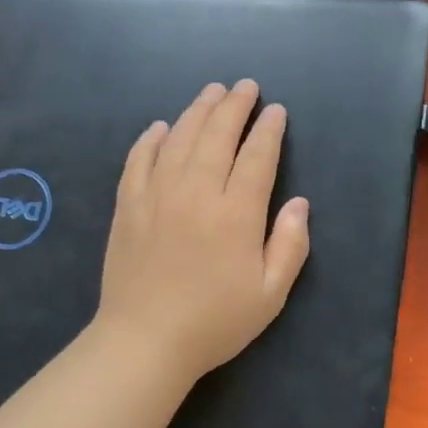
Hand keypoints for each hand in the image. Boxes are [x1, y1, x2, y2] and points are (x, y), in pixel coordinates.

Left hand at [95, 80, 310, 382]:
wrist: (145, 341)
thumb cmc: (215, 322)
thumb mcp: (270, 294)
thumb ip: (290, 245)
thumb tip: (300, 204)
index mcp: (237, 213)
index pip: (257, 156)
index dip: (268, 130)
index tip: (275, 111)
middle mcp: (197, 192)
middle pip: (217, 135)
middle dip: (234, 106)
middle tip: (245, 86)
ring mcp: (156, 195)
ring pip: (179, 138)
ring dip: (197, 110)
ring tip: (211, 92)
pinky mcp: (127, 206)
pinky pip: (138, 159)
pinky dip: (150, 139)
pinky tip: (160, 127)